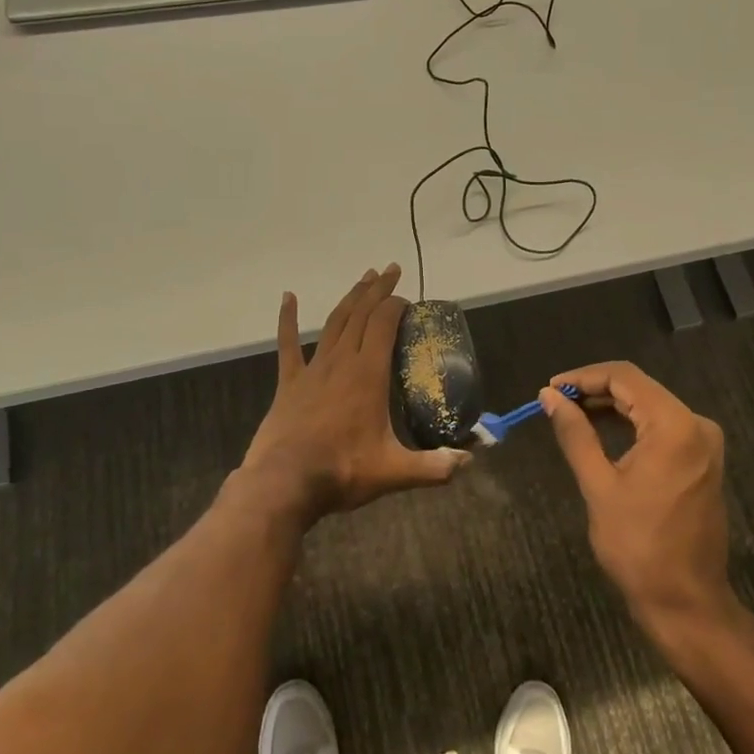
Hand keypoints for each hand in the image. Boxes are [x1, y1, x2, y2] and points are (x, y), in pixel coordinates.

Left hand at [235, 264, 469, 528]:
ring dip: (350, 297)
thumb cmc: (342, 471)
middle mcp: (341, 361)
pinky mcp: (290, 382)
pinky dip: (288, 319)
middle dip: (378, 290)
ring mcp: (313, 369)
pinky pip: (288, 344)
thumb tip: (468, 461)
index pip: (384, 324)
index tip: (408, 299)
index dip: (397, 305)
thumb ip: (435, 466)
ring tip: (364, 277)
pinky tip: (288, 297)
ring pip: (334, 322)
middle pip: (361, 314)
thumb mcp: (395, 472)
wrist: (284, 483)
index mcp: (368, 374)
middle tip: (391, 270)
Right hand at [541, 362, 734, 630]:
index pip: (625, 377)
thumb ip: (575, 433)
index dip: (584, 376)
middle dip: (596, 389)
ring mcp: (703, 443)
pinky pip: (662, 425)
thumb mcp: (598, 485)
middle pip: (639, 388)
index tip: (552, 388)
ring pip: (650, 405)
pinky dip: (631, 423)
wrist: (686, 602)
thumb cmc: (638, 545)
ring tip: (571, 413)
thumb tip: (550, 396)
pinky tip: (601, 430)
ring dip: (611, 405)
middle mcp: (696, 425)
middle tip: (557, 401)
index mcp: (675, 426)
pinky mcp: (702, 459)